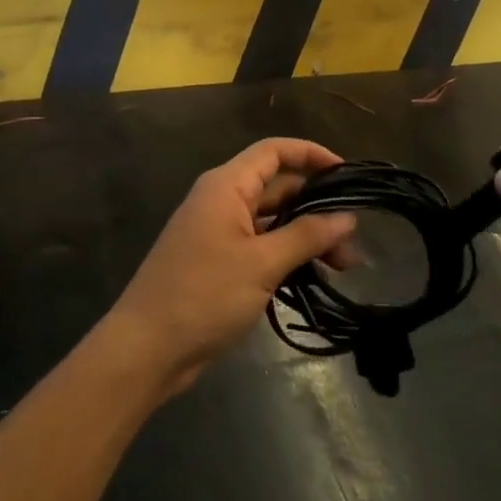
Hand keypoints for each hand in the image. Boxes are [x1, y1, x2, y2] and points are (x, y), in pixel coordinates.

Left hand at [103, 139, 357, 396]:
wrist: (147, 348)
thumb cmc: (203, 295)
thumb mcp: (262, 264)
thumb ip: (306, 236)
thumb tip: (347, 217)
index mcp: (226, 187)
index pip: (274, 152)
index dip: (311, 154)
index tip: (348, 173)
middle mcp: (222, 201)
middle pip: (278, 188)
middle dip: (318, 207)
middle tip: (354, 238)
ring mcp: (219, 233)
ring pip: (273, 221)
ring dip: (307, 236)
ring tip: (345, 264)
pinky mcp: (219, 262)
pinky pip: (261, 246)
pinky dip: (288, 255)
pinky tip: (315, 276)